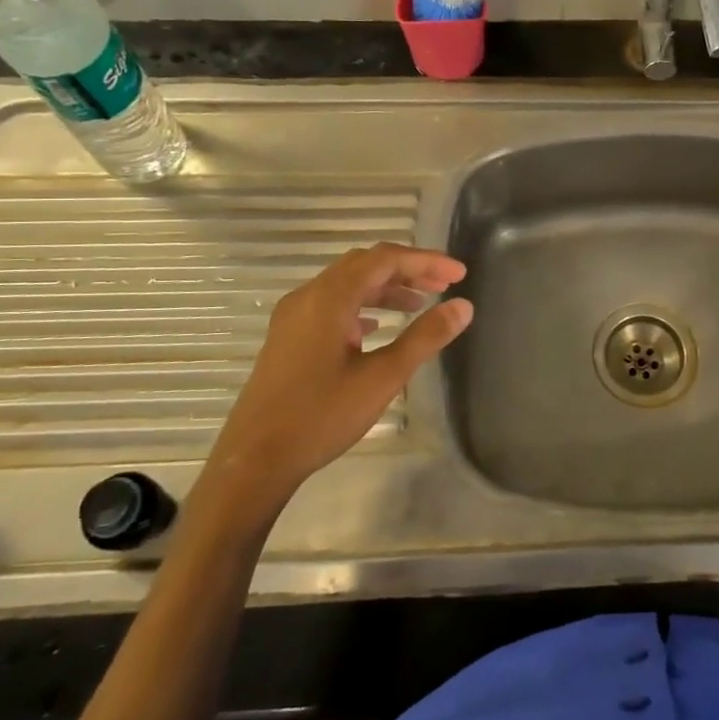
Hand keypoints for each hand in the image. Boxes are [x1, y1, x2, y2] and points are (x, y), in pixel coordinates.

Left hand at [193, 243, 471, 538]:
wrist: (255, 460)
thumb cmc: (321, 415)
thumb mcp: (383, 377)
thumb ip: (425, 337)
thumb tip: (463, 306)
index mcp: (329, 298)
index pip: (385, 259)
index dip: (425, 261)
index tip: (459, 274)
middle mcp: (308, 296)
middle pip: (365, 265)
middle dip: (407, 270)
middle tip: (444, 286)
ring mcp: (293, 316)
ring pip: (347, 284)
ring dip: (385, 288)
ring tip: (420, 305)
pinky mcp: (288, 337)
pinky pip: (331, 304)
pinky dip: (362, 305)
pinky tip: (377, 326)